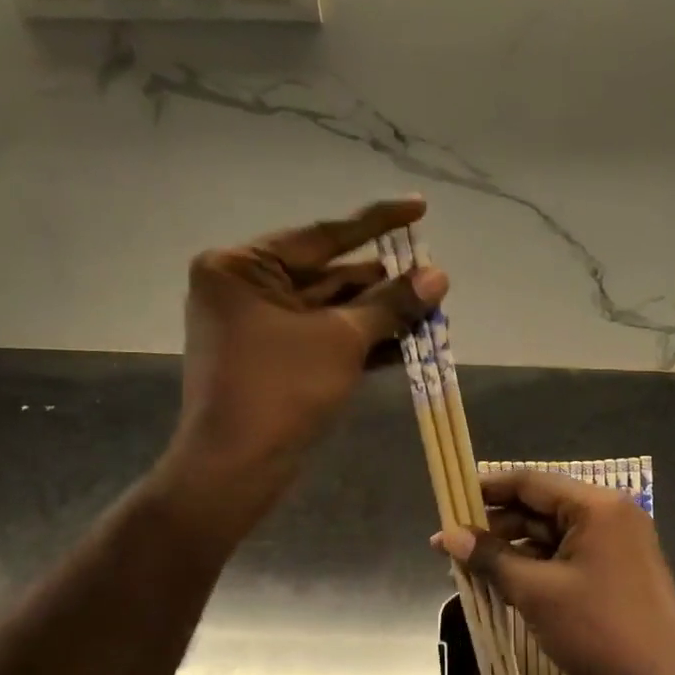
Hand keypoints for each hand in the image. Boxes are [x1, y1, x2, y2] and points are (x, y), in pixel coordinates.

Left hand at [163, 197, 445, 520]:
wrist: (235, 468)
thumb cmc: (280, 390)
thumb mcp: (342, 339)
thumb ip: (391, 304)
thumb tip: (439, 276)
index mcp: (243, 267)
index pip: (322, 235)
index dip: (377, 222)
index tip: (420, 206)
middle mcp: (245, 287)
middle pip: (329, 274)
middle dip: (384, 280)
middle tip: (433, 274)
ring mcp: (257, 326)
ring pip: (331, 309)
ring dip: (380, 312)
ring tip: (431, 306)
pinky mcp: (273, 359)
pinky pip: (324, 337)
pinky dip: (362, 339)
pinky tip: (409, 340)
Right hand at [432, 468, 674, 674]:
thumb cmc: (597, 630)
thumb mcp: (536, 592)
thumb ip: (491, 558)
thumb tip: (448, 536)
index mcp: (596, 506)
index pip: (530, 483)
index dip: (487, 489)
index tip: (450, 499)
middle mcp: (610, 514)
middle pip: (541, 507)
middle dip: (496, 526)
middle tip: (452, 544)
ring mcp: (618, 543)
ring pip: (553, 535)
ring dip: (513, 550)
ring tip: (470, 569)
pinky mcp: (618, 569)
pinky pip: (568, 556)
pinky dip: (537, 566)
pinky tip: (504, 583)